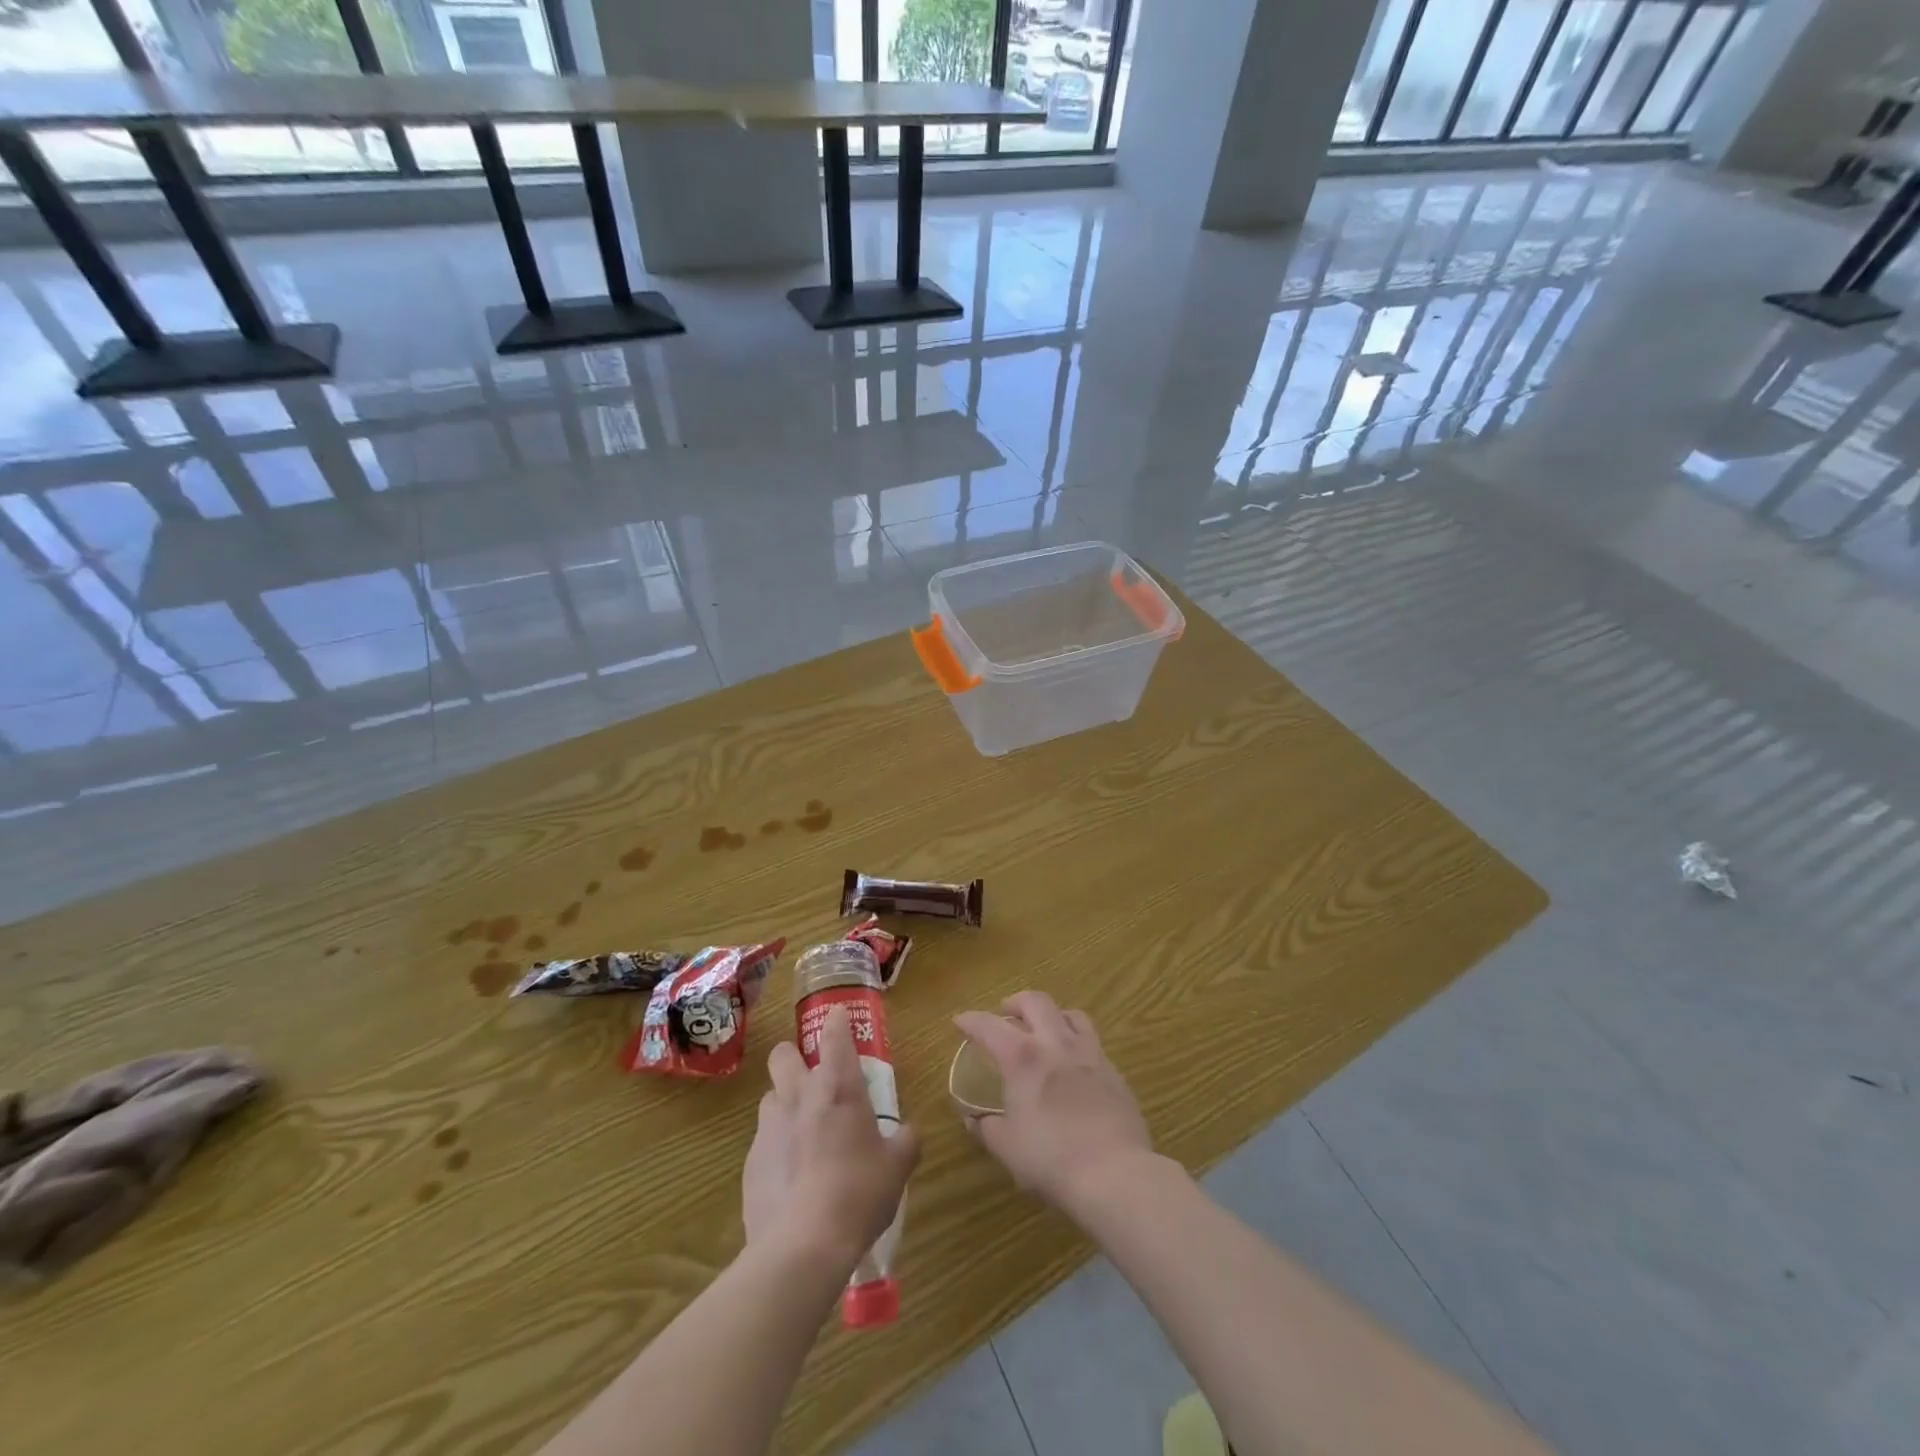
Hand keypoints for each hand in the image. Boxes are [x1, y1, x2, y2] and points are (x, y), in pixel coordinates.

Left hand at [742, 1006, 919, 1273]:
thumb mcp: (897, 1168)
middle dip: (794, 1058)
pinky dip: (776, 1148)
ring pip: (770, 1097)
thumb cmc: (858, 1194)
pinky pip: (762, 1141)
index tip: (838, 1014)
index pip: (834, 1035)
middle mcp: (799, 1097)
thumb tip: (907, 1132)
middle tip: (813, 1078)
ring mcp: (769, 1128)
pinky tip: (791, 1177)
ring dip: (785, 1104)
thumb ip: (905, 1141)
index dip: (836, 1021)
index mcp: (838, 1088)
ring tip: (803, 1132)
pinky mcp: (749, 1162)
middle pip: (783, 1055)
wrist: (802, 1246)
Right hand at [953, 991, 1153, 1213]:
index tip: (960, 1020)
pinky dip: (1075, 1042)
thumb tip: (974, 1118)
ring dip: (1052, 1015)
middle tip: (1005, 1014)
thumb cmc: (1051, 1159)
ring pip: (1070, 1014)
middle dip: (1016, 1002)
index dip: (971, 1020)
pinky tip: (1072, 1065)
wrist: (1115, 1173)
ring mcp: (1089, 1053)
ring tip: (1044, 1030)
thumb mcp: (1007, 1148)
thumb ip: (987, 1127)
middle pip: (1036, 1001)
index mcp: (1023, 1057)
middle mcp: (1056, 1043)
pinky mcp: (1114, 1071)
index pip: (989, 1025)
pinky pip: (1092, 1041)